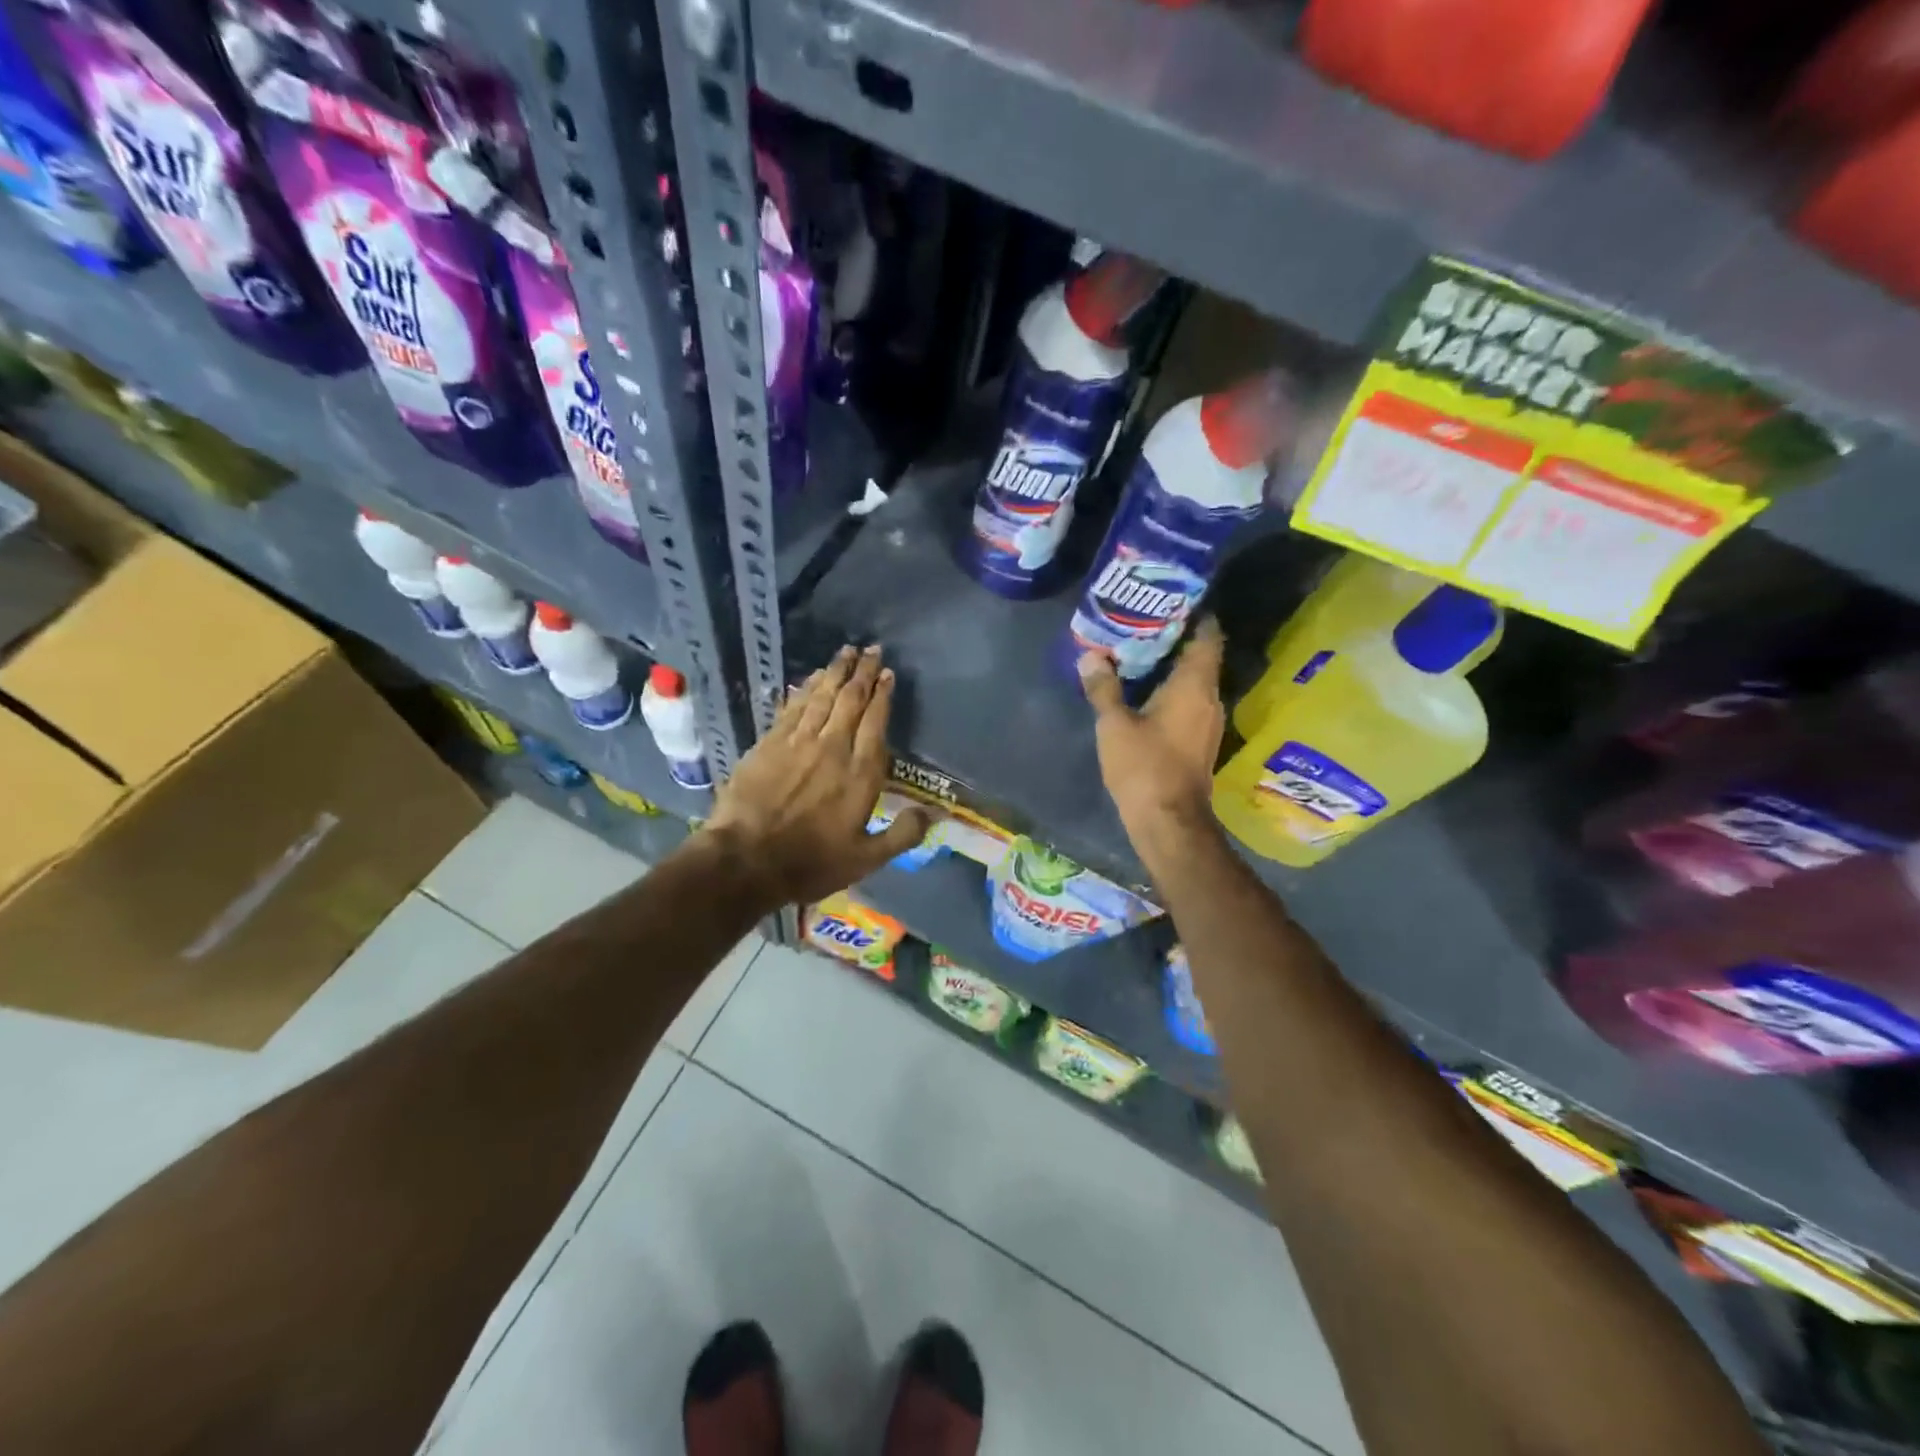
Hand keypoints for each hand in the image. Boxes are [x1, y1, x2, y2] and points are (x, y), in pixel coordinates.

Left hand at [704, 644, 932, 906]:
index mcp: (860, 773)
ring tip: (845, 652)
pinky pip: (792, 707)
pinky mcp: (769, 743)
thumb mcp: (866, 858)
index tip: (887, 673)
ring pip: (821, 696)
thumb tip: (934, 814)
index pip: (875, 722)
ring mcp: (798, 742)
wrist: (746, 860)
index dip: (882, 695)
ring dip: (835, 672)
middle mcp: (833, 747)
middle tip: (870, 648)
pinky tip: (810, 678)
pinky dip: (804, 689)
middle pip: (850, 700)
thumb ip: (902, 835)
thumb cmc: (810, 862)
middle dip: (862, 672)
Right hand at [1078, 618, 1225, 868]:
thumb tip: (1091, 656)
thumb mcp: (1114, 725)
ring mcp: (1208, 722)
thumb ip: (1104, 688)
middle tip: (1143, 623)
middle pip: (1200, 658)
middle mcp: (1209, 698)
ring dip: (1173, 668)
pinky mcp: (1200, 741)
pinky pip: (1190, 703)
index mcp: (1194, 686)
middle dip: (1175, 639)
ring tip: (1140, 654)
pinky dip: (1173, 692)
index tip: (1172, 601)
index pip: (1207, 637)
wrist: (1169, 822)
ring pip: (1195, 682)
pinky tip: (1146, 693)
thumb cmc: (1144, 767)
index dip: (1196, 616)